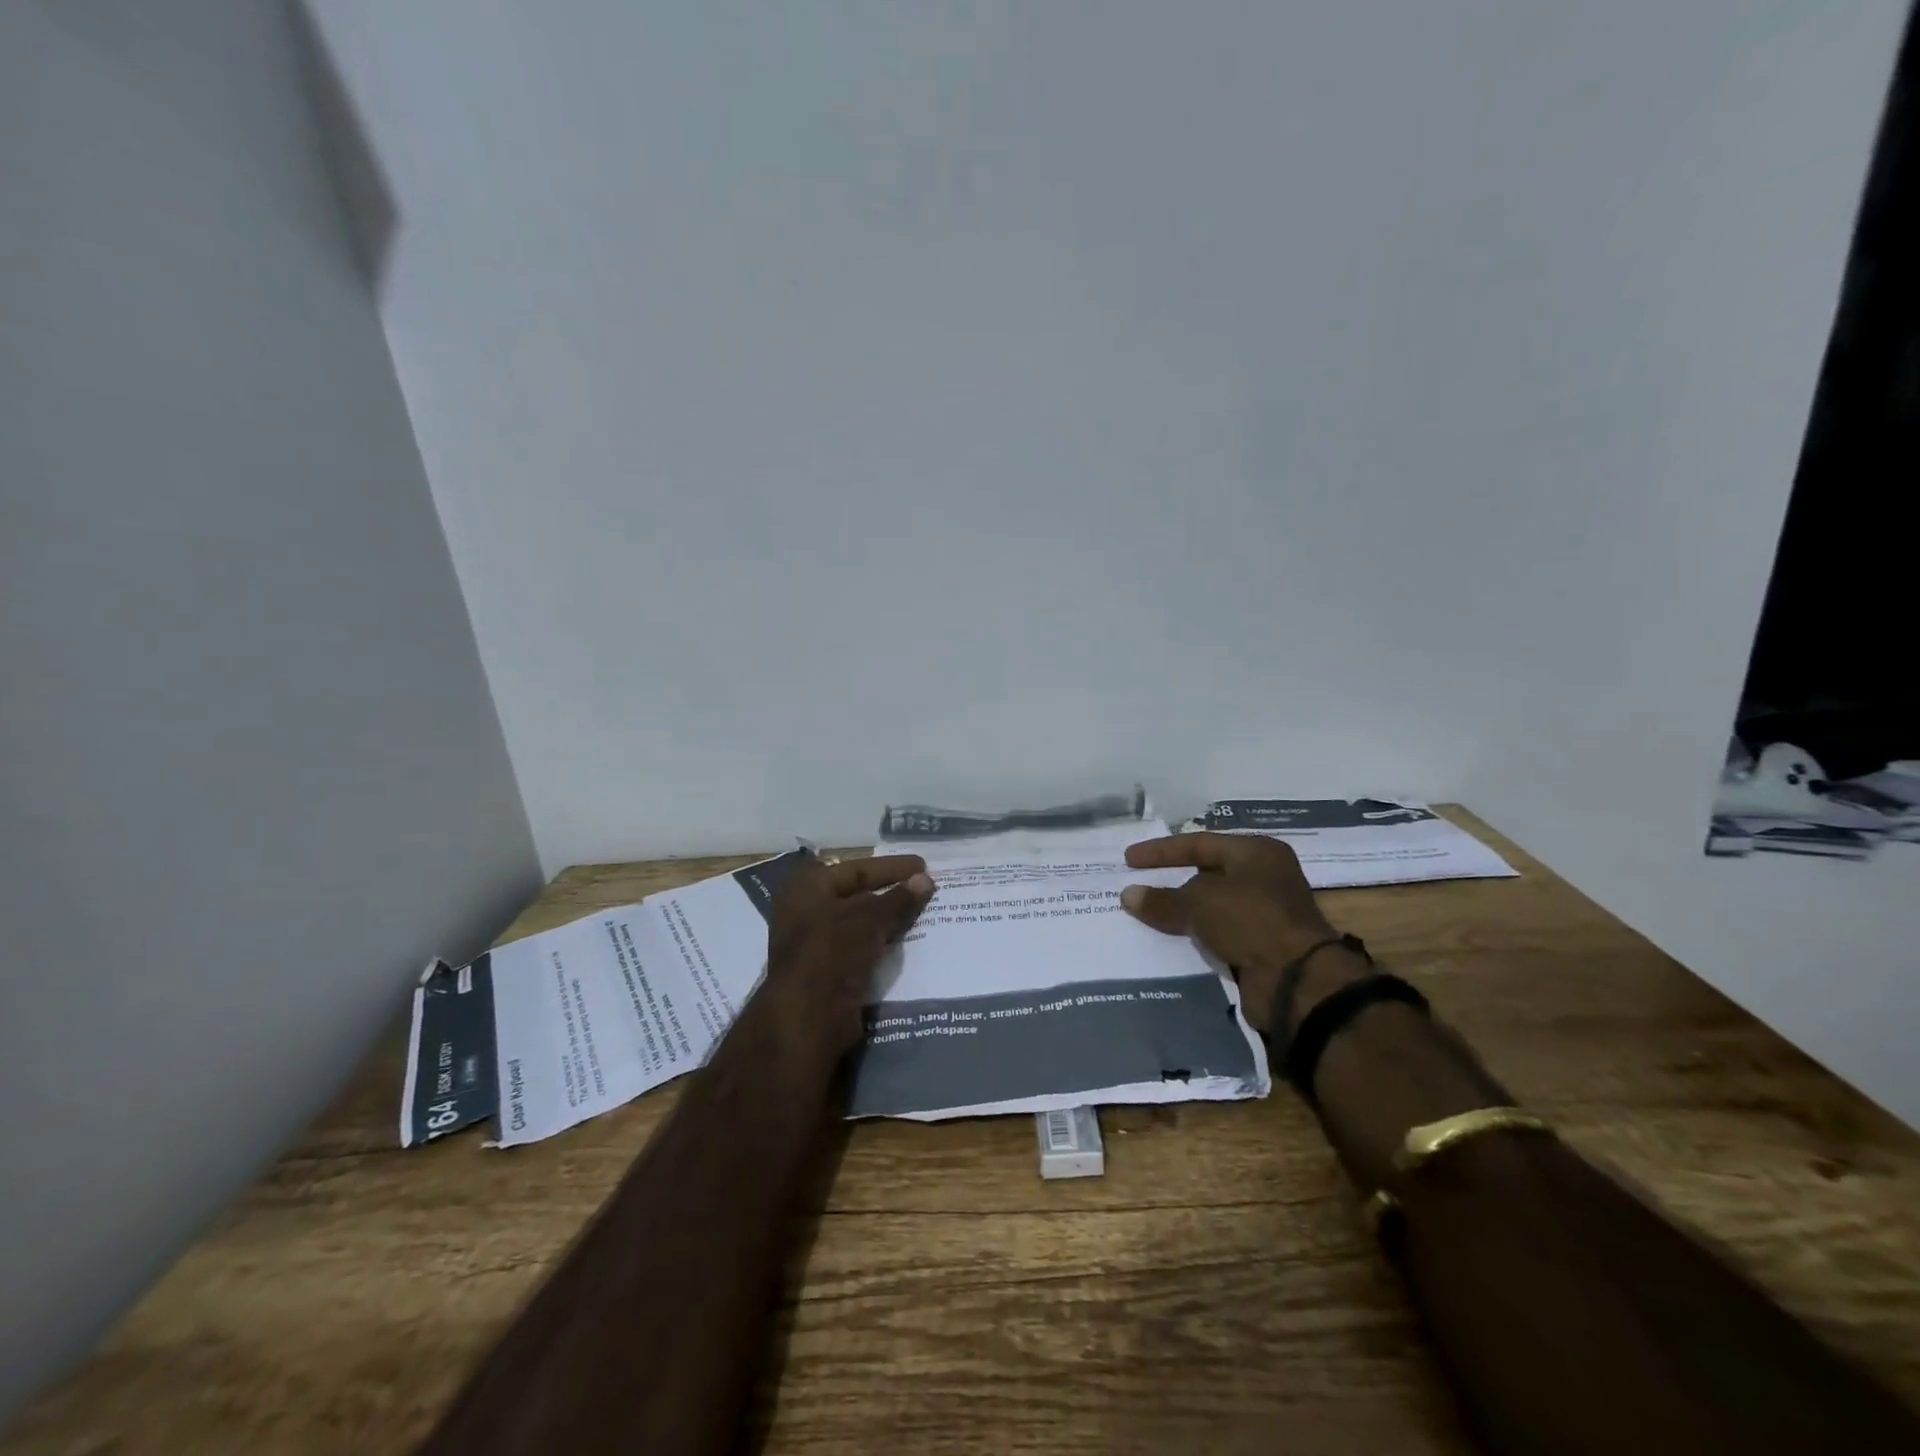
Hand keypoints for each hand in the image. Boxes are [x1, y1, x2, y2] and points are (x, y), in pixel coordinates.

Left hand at [765, 853, 934, 1058]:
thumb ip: (899, 898)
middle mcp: (806, 911)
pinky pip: (861, 949)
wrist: (809, 1016)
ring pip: (861, 925)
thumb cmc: (833, 950)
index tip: (923, 866)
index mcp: (808, 888)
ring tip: (924, 914)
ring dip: (889, 921)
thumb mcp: (870, 918)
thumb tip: (925, 880)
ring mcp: (815, 944)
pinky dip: (882, 944)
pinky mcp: (828, 973)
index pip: (856, 869)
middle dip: (891, 894)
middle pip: (857, 896)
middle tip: (926, 889)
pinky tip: (909, 943)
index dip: (890, 867)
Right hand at [1120, 833, 1357, 1034]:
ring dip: (1183, 911)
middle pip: (1208, 873)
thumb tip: (1128, 895)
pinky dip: (1196, 934)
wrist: (1297, 981)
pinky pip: (1219, 932)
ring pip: (1213, 905)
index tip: (1129, 860)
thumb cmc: (1250, 921)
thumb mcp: (1198, 903)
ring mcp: (1266, 912)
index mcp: (1257, 852)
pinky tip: (1171, 938)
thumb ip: (1162, 899)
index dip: (1162, 851)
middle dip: (1172, 880)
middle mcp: (1265, 877)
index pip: (1200, 844)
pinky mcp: (1262, 944)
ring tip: (1147, 914)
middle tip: (1139, 884)